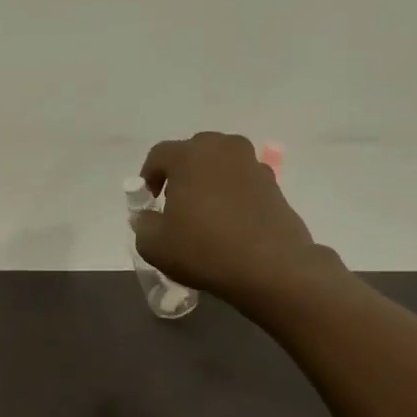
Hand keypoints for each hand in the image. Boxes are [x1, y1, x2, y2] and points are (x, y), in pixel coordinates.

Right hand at [133, 132, 333, 306]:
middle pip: (193, 152)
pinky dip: (232, 192)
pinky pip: (243, 180)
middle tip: (176, 203)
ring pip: (221, 163)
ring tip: (205, 211)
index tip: (149, 202)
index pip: (159, 155)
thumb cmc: (204, 249)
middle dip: (181, 173)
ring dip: (209, 180)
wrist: (271, 267)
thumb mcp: (153, 245)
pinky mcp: (274, 184)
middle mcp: (222, 149)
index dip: (148, 176)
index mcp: (189, 156)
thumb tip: (147, 217)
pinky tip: (230, 221)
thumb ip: (142, 224)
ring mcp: (252, 164)